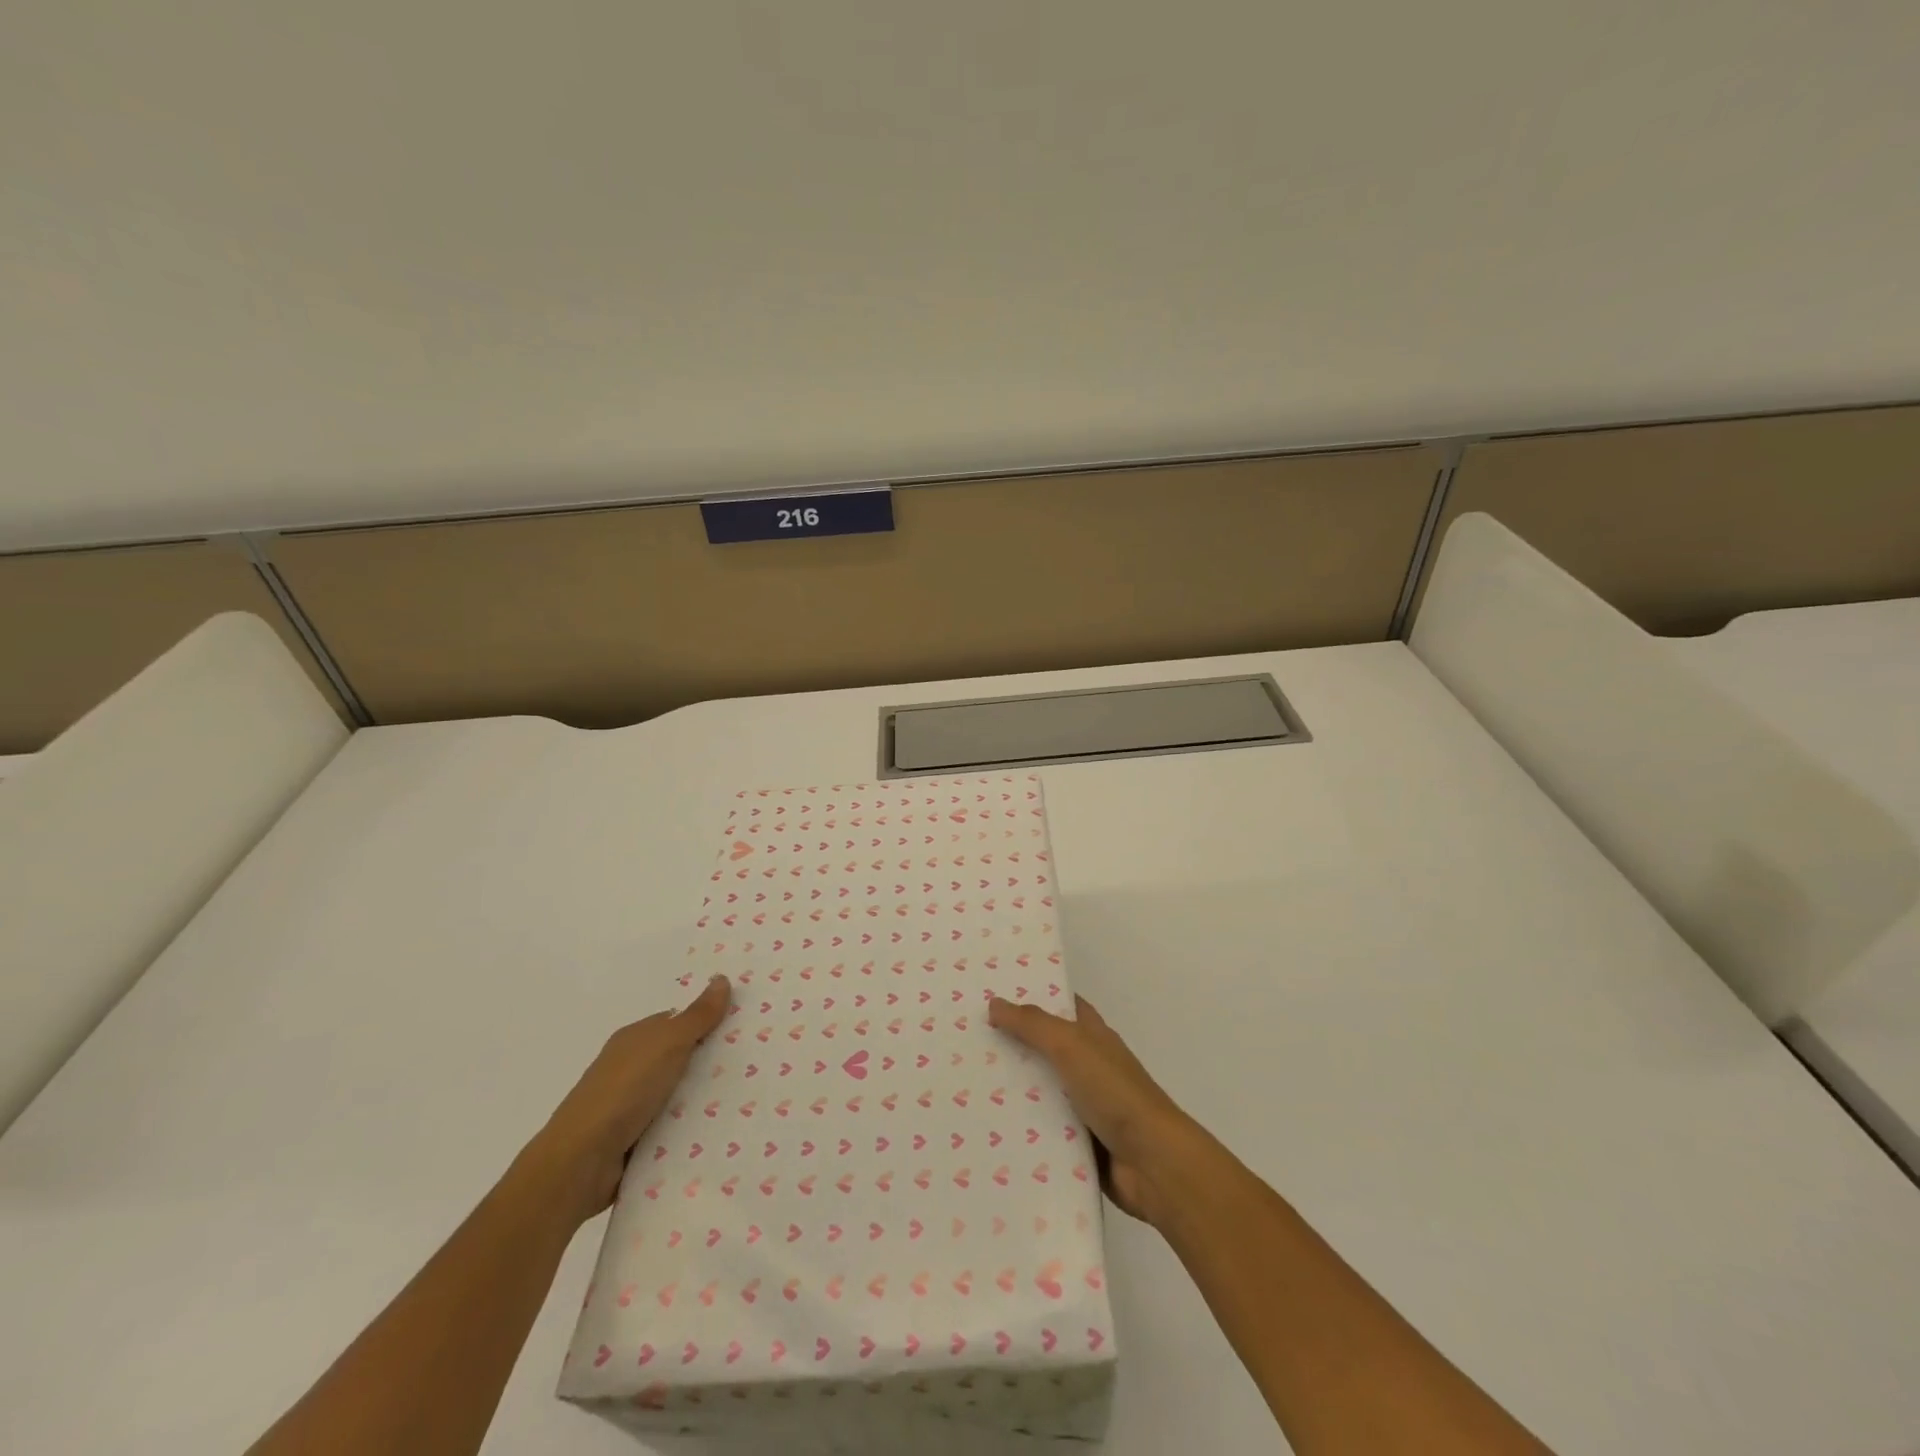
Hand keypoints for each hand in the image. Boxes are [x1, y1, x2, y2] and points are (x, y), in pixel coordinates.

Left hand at [533, 976, 731, 1222]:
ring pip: (680, 1094)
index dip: (710, 1022)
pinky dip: (692, 1128)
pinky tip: (722, 1130)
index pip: (679, 1022)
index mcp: (635, 1039)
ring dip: (705, 1098)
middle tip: (758, 1063)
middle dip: (713, 1061)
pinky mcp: (636, 1140)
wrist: (580, 1162)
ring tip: (751, 1097)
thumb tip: (722, 978)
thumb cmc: (623, 1091)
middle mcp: (632, 1068)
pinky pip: (674, 1126)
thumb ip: (697, 1016)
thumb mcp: (666, 1044)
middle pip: (682, 1058)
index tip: (746, 1027)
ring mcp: (632, 1106)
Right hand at [987, 994, 1195, 1224]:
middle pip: (1045, 1048)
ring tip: (963, 1083)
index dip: (1032, 996)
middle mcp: (1089, 1066)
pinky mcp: (1077, 1142)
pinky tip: (986, 1127)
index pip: (1061, 1006)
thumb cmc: (1114, 1092)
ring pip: (1040, 1090)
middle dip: (1011, 1043)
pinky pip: (1042, 1129)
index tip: (993, 993)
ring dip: (1011, 1089)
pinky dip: (1021, 1127)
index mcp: (1093, 1036)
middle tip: (966, 1039)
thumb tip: (995, 1003)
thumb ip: (1034, 1024)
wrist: (1152, 1163)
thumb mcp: (1072, 1046)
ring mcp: (1084, 1106)